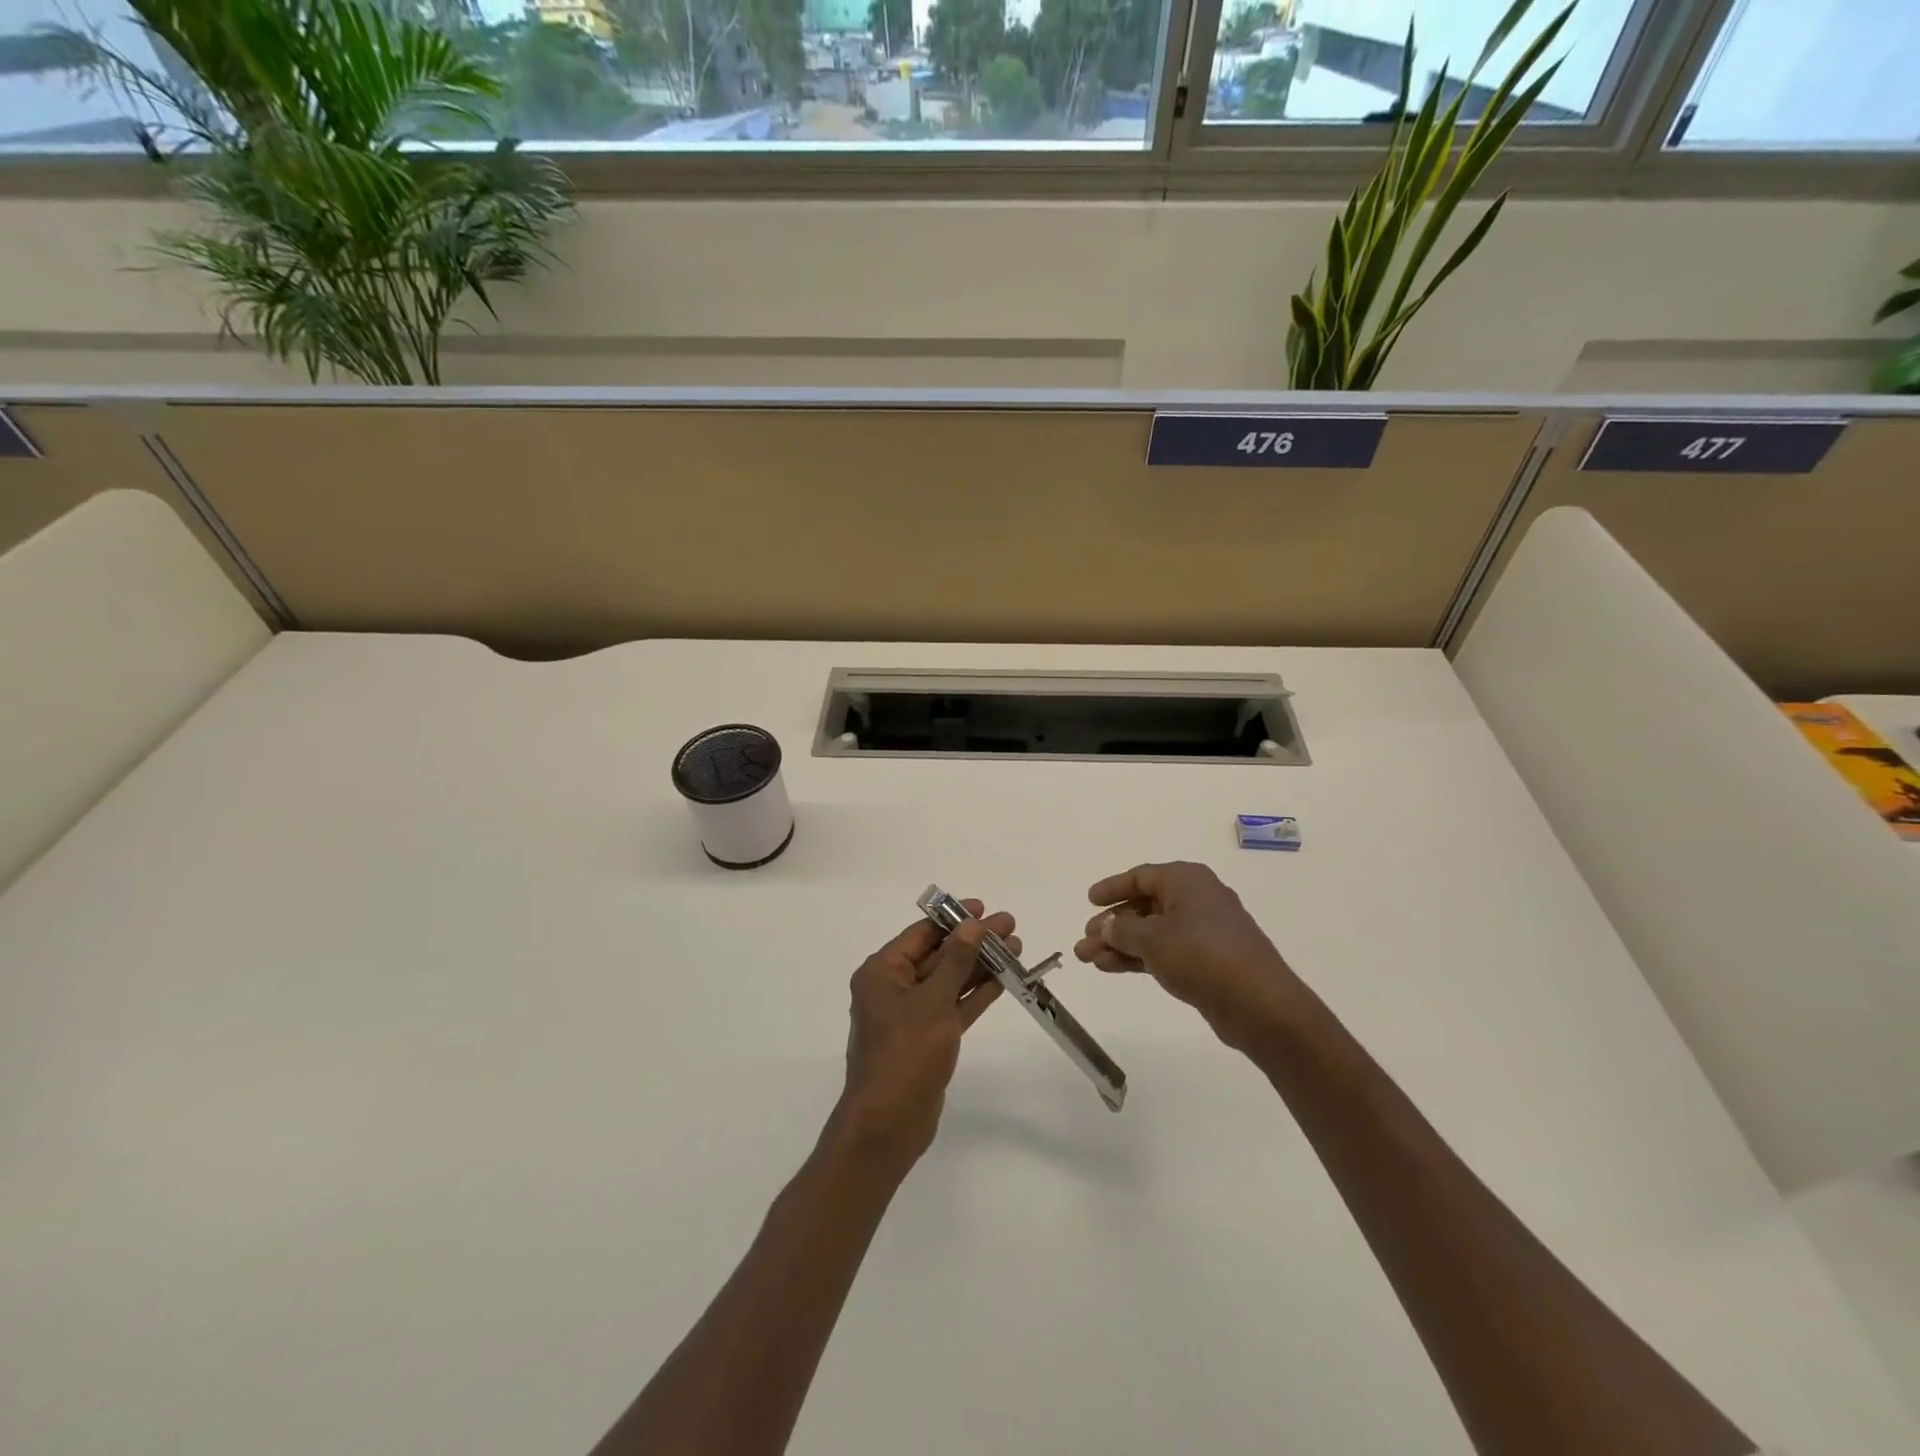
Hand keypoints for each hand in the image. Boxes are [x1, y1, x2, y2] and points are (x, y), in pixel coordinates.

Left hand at [831, 901, 1012, 1170]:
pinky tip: (1005, 979)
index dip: (953, 918)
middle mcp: (894, 987)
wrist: (889, 1124)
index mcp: (882, 971)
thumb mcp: (933, 1001)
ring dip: (980, 965)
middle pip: (939, 954)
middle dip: (974, 941)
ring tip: (1017, 947)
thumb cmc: (905, 1053)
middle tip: (1011, 925)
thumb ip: (956, 960)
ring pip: (950, 980)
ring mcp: (911, 1014)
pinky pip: (954, 1006)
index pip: (922, 933)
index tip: (984, 908)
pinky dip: (976, 993)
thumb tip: (972, 924)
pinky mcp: (928, 1038)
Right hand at [1073, 862, 1306, 1050]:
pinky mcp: (1208, 960)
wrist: (1259, 1004)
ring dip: (1120, 944)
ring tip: (1088, 960)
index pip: (1140, 876)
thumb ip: (1122, 929)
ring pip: (1152, 932)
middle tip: (1084, 940)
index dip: (1112, 888)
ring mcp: (1204, 931)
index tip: (1089, 901)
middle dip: (1111, 924)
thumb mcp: (1152, 939)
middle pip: (1144, 906)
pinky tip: (1112, 968)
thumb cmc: (1202, 956)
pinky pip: (1165, 951)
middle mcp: (1196, 899)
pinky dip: (1139, 957)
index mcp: (1186, 880)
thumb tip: (1107, 925)